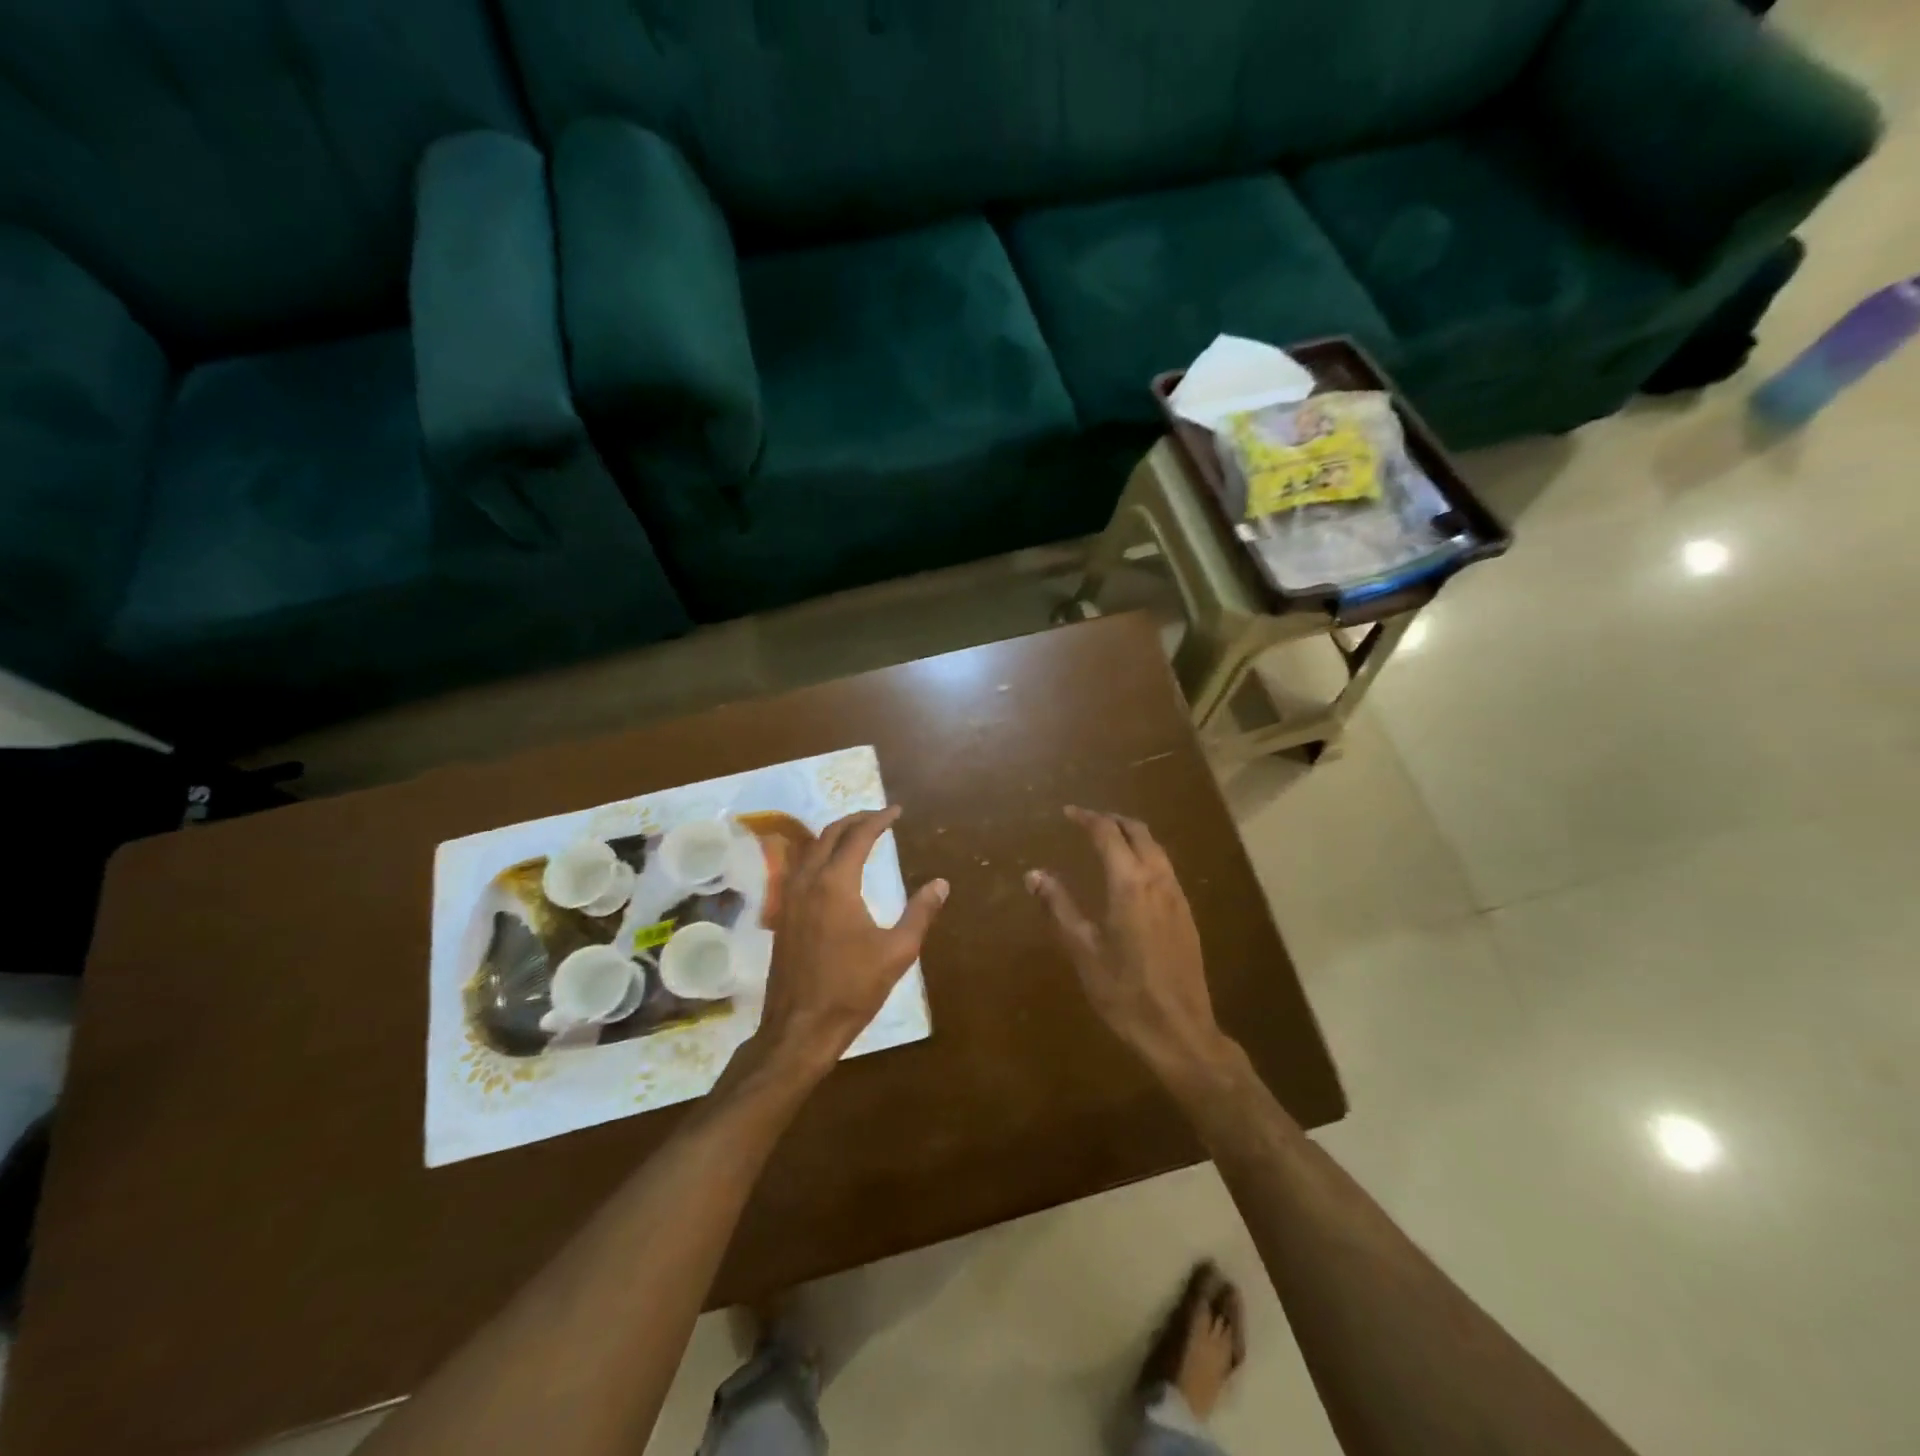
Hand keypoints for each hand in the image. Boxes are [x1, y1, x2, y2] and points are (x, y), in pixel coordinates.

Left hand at [754, 807, 947, 1076]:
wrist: (800, 1028)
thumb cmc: (852, 989)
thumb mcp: (897, 952)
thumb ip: (920, 913)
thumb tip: (940, 884)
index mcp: (835, 884)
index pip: (858, 836)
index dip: (879, 820)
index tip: (896, 811)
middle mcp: (808, 881)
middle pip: (829, 834)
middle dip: (855, 820)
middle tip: (879, 818)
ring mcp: (789, 897)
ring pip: (810, 849)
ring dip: (834, 835)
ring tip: (857, 835)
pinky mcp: (783, 915)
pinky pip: (800, 867)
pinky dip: (819, 854)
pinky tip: (833, 868)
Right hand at [1027, 807, 1229, 1082]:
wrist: (1180, 1029)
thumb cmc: (1124, 992)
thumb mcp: (1082, 950)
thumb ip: (1058, 906)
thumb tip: (1034, 874)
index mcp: (1129, 883)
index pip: (1107, 833)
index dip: (1087, 818)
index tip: (1067, 813)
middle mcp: (1157, 879)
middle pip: (1138, 831)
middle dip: (1112, 820)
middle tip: (1087, 821)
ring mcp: (1177, 896)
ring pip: (1156, 848)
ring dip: (1132, 835)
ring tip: (1108, 841)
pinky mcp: (1186, 913)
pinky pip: (1165, 867)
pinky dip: (1145, 854)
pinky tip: (1131, 875)